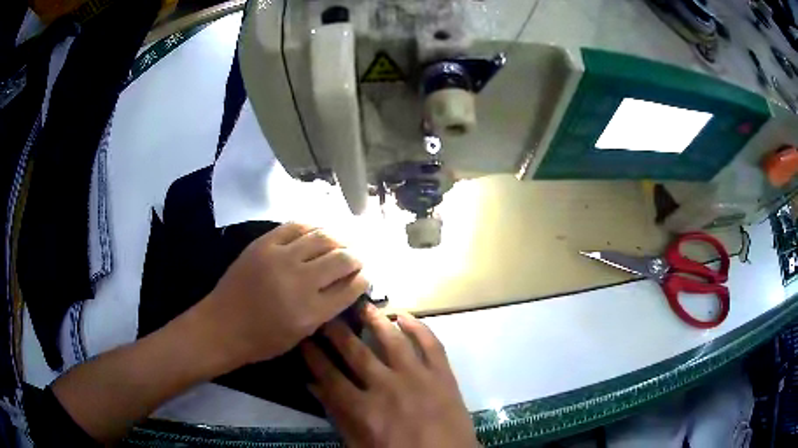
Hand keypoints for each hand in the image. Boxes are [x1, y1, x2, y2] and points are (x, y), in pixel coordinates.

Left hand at [200, 222, 368, 365]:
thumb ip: (325, 310)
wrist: (222, 325)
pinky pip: (296, 226)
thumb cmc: (261, 340)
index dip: (363, 278)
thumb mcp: (300, 335)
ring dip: (339, 239)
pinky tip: (318, 232)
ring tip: (342, 242)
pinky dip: (312, 227)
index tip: (366, 274)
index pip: (350, 287)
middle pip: (341, 259)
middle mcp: (299, 282)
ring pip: (322, 237)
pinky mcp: (264, 244)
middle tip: (358, 258)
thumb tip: (345, 286)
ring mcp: (280, 258)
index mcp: (311, 312)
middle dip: (356, 257)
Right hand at [302, 304, 478, 447]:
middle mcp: (387, 386)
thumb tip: (314, 387)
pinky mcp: (443, 375)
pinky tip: (405, 316)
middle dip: (336, 330)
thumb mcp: (360, 445)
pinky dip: (418, 326)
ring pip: (392, 339)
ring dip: (376, 319)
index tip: (303, 338)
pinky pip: (431, 343)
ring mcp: (418, 377)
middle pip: (356, 350)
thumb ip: (338, 417)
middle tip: (326, 312)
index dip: (313, 355)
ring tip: (362, 305)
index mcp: (364, 409)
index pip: (329, 375)